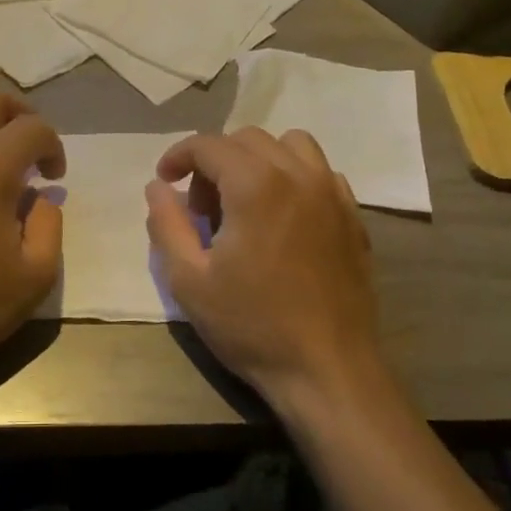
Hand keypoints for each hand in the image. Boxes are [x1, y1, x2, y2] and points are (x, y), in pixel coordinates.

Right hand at [145, 128, 386, 415]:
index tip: (165, 180)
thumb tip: (157, 187)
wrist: (328, 371)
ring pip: (290, 145)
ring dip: (258, 160)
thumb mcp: (189, 280)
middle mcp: (298, 176)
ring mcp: (332, 194)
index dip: (179, 155)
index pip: (209, 145)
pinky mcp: (353, 217)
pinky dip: (294, 176)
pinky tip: (282, 216)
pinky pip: (320, 172)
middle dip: (215, 161)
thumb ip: (167, 224)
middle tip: (201, 206)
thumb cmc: (251, 326)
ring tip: (244, 200)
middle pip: (248, 139)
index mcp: (256, 186)